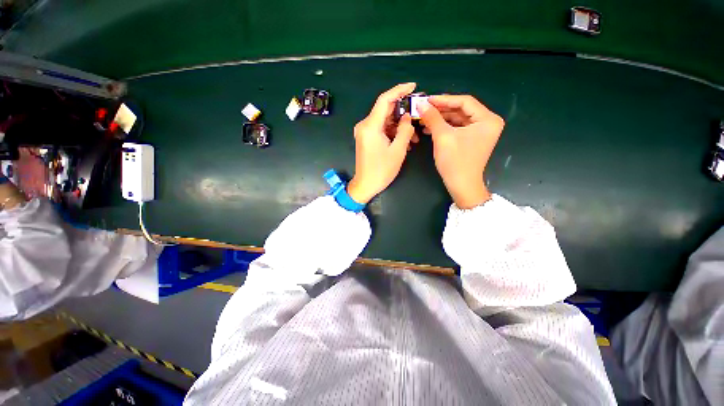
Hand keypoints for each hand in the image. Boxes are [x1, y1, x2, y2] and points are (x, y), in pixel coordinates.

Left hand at [347, 83, 418, 203]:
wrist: (365, 185)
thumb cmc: (381, 171)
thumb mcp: (398, 150)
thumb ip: (405, 130)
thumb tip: (407, 117)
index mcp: (370, 126)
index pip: (385, 100)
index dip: (399, 90)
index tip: (413, 86)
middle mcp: (365, 125)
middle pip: (385, 110)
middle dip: (403, 112)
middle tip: (418, 115)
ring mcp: (364, 132)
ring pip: (385, 121)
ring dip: (400, 126)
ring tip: (414, 137)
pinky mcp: (366, 138)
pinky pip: (381, 130)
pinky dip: (393, 132)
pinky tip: (404, 141)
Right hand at [418, 95, 503, 208]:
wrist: (461, 185)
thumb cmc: (455, 161)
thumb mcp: (443, 137)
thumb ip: (432, 118)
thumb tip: (421, 104)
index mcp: (487, 119)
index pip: (464, 101)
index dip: (444, 99)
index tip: (426, 99)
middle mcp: (487, 122)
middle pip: (461, 110)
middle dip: (441, 110)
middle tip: (423, 108)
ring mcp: (480, 131)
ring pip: (458, 119)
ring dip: (441, 119)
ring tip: (424, 119)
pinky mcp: (473, 139)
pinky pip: (458, 128)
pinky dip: (444, 127)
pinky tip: (430, 128)